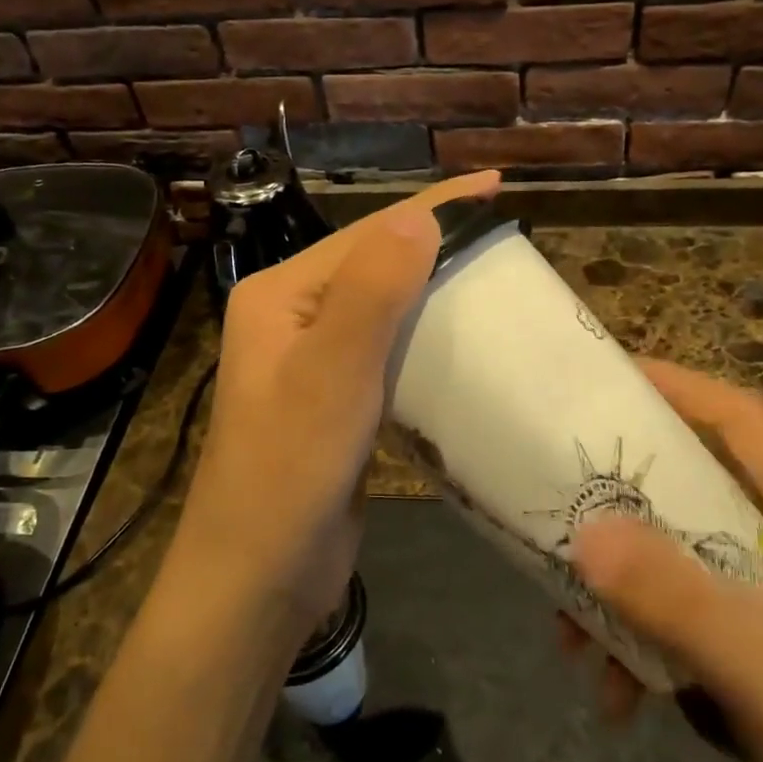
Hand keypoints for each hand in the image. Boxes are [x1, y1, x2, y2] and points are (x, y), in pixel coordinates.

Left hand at [181, 171, 500, 633]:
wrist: (258, 576)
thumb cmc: (289, 470)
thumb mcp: (332, 373)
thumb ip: (373, 290)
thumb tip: (421, 216)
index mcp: (281, 294)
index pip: (368, 234)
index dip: (435, 206)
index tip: (497, 185)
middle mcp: (293, 316)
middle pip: (376, 263)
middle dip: (437, 243)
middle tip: (504, 237)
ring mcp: (313, 360)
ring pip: (385, 307)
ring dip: (435, 290)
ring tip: (494, 279)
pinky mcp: (336, 400)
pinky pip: (387, 351)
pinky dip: (425, 338)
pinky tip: (462, 340)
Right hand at [568, 359, 762, 761]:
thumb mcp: (759, 661)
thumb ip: (669, 593)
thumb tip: (583, 529)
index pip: (744, 420)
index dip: (680, 387)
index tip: (612, 376)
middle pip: (698, 490)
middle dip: (627, 505)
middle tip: (565, 498)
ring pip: (684, 563)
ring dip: (626, 594)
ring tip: (572, 634)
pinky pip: (690, 624)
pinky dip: (647, 648)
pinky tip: (617, 696)